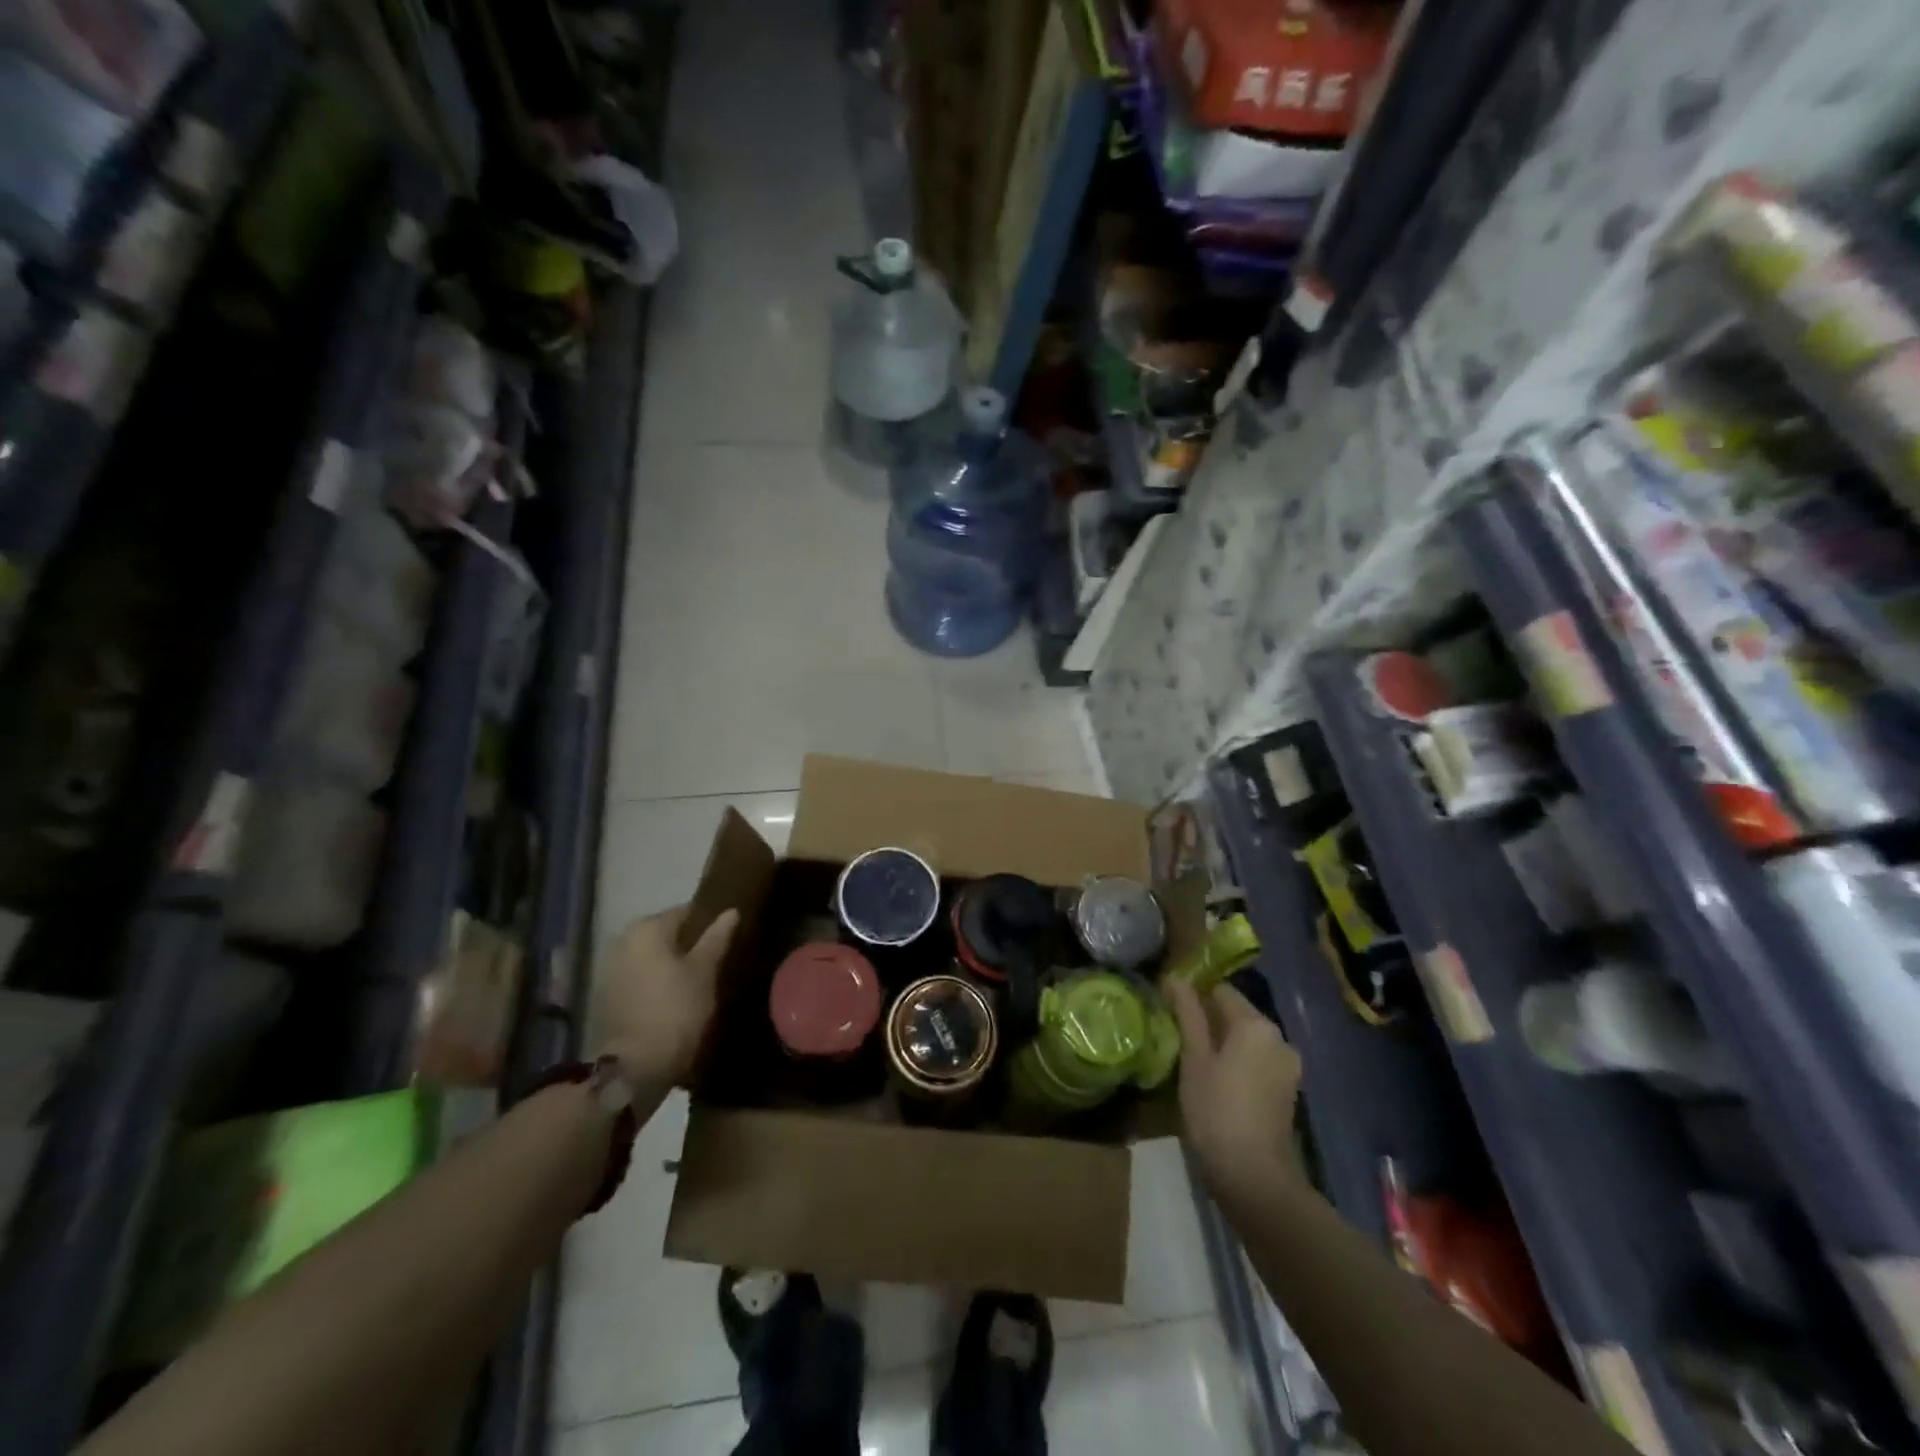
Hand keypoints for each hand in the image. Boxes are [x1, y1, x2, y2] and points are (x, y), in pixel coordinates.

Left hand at [593, 905, 738, 1088]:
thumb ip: (717, 938)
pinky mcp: (607, 995)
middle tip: (716, 961)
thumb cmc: (675, 1010)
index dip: (709, 923)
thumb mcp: (704, 972)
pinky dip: (656, 981)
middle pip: (666, 933)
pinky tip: (675, 997)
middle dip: (689, 944)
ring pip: (652, 956)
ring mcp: (610, 968)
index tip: (728, 938)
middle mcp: (623, 939)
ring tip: (698, 981)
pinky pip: (639, 976)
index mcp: (647, 928)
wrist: (633, 1067)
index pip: (686, 911)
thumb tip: (731, 911)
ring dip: (672, 964)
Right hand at [1168, 981, 1302, 1199]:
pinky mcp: (1288, 1091)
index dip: (1193, 996)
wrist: (1256, 1179)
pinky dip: (1238, 1065)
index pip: (1220, 990)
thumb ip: (1187, 1014)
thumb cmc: (1217, 1111)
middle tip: (1177, 1038)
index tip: (1169, 1012)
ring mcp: (1288, 1066)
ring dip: (1223, 1045)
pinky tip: (1216, 1084)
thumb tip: (1175, 978)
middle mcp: (1279, 1037)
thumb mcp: (1194, 1059)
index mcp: (1256, 1024)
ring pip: (1247, 1041)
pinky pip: (1258, 1062)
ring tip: (1193, 1062)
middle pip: (1237, 1014)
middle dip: (1209, 1021)